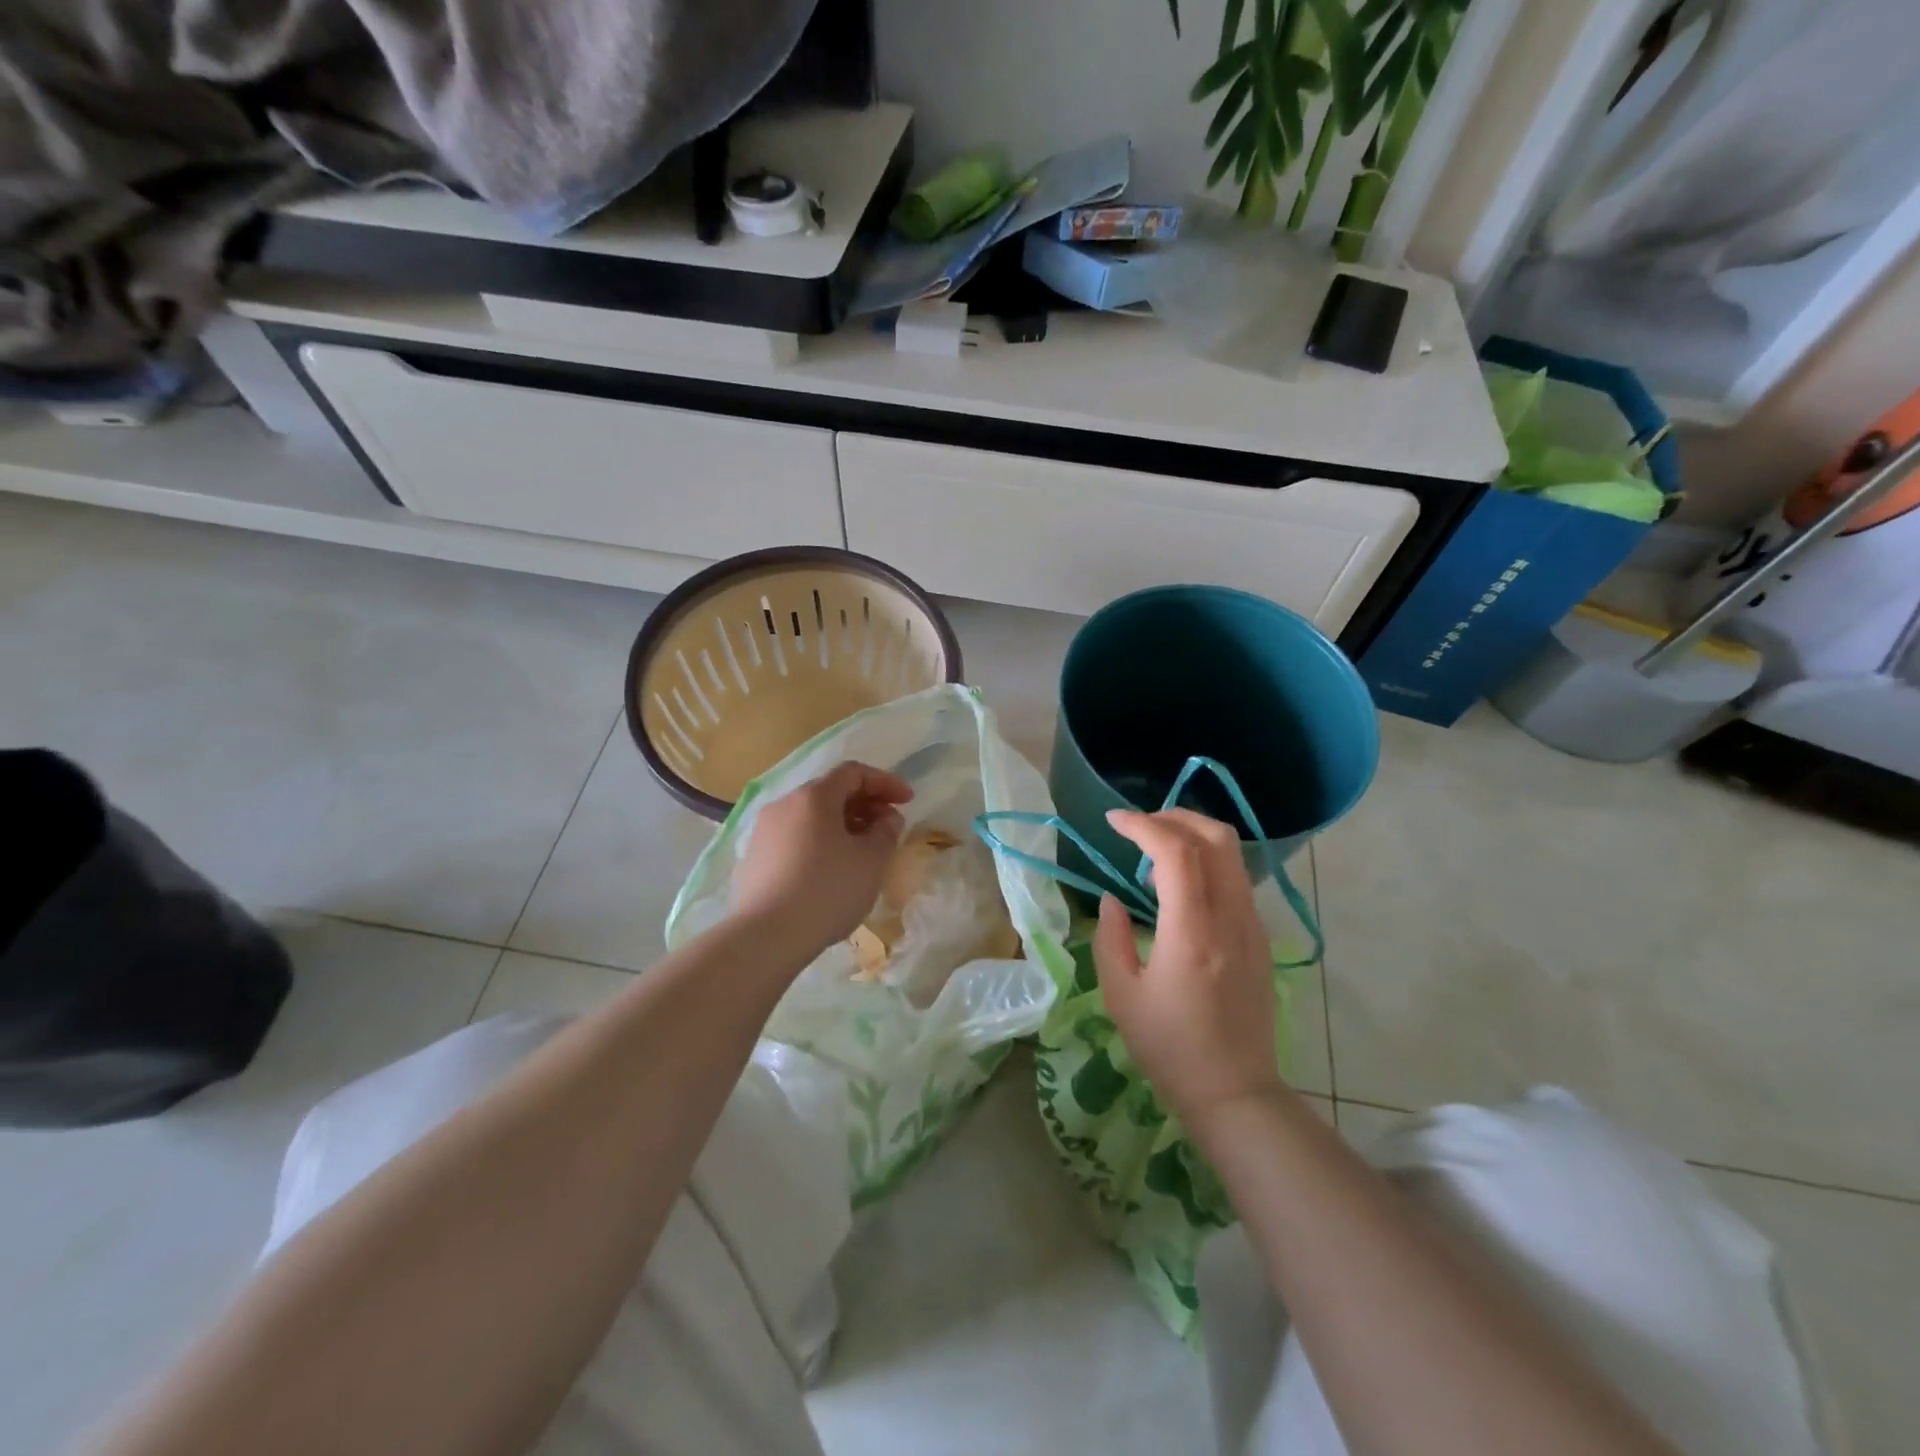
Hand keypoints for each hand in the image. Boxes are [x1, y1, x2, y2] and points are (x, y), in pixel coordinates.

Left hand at [733, 761, 912, 955]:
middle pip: (830, 792)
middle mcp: (784, 805)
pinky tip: (830, 871)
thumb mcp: (871, 861)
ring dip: (841, 825)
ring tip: (862, 851)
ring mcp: (764, 832)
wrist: (767, 936)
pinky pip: (794, 839)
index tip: (907, 801)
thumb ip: (886, 831)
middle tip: (887, 827)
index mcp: (813, 797)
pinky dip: (819, 843)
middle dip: (864, 804)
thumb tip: (886, 818)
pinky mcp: (754, 859)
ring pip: (810, 817)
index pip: (853, 773)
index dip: (885, 782)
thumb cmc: (828, 890)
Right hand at [1092, 808, 1284, 1127]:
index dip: (1143, 825)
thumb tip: (1111, 899)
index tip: (1112, 821)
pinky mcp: (1260, 937)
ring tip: (1154, 852)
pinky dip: (1206, 861)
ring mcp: (1253, 926)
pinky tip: (1179, 886)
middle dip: (1174, 816)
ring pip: (1232, 854)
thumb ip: (1110, 938)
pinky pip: (1236, 878)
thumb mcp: (1121, 995)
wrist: (1235, 1091)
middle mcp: (1231, 918)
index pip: (1176, 852)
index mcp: (1192, 932)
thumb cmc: (1169, 1047)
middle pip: (1216, 838)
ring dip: (1193, 836)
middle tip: (1138, 826)